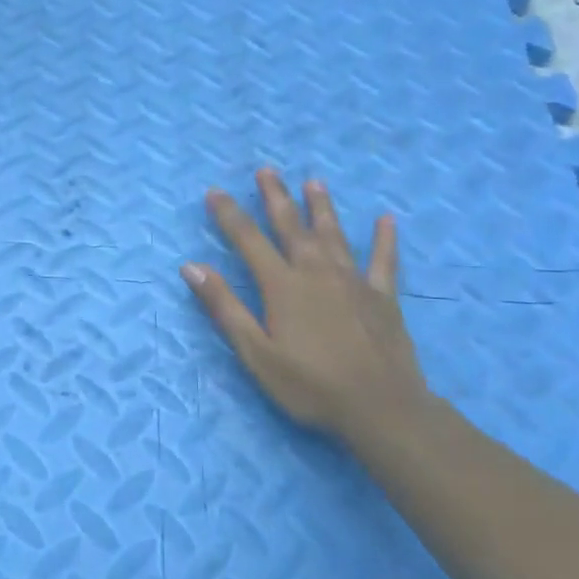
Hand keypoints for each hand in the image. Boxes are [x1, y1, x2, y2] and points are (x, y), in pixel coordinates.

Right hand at [181, 169, 432, 442]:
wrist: (381, 408)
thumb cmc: (310, 386)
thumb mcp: (256, 353)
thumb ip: (225, 307)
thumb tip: (191, 266)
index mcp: (283, 285)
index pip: (248, 240)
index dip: (229, 215)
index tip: (215, 192)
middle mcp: (316, 272)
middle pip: (291, 226)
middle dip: (276, 197)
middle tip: (266, 170)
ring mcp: (353, 281)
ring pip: (334, 234)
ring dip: (321, 207)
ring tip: (314, 182)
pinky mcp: (383, 297)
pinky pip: (384, 261)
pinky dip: (385, 240)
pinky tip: (387, 220)